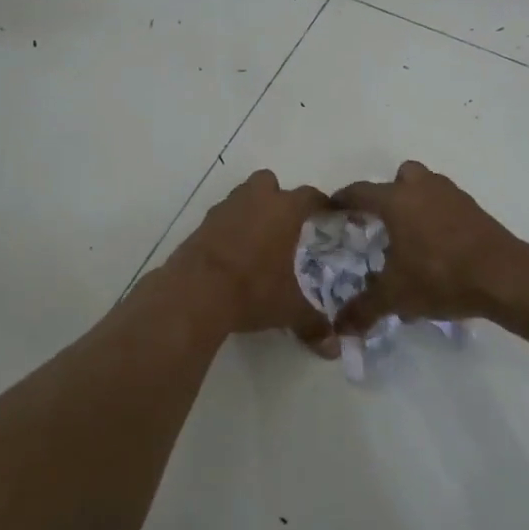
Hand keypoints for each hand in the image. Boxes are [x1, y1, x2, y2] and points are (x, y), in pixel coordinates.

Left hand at [165, 169, 334, 349]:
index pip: (310, 196)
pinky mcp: (201, 224)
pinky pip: (222, 217)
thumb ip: (313, 323)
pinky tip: (234, 253)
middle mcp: (255, 200)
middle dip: (278, 197)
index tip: (328, 215)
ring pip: (242, 196)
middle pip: (269, 182)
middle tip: (286, 224)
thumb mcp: (288, 309)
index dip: (321, 205)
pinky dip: (230, 228)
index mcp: (284, 210)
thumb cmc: (252, 289)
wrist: (195, 291)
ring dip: (251, 210)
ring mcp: (224, 209)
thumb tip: (333, 347)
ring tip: (259, 239)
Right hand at [330, 161, 523, 334]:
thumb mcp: (396, 296)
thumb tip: (340, 326)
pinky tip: (437, 249)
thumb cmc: (440, 276)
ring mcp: (452, 195)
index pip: (360, 192)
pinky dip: (438, 218)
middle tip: (381, 221)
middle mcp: (422, 188)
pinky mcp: (475, 209)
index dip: (343, 200)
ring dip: (416, 204)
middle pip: (400, 177)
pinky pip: (447, 205)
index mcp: (396, 200)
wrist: (503, 276)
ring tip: (409, 237)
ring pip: (427, 188)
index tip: (333, 209)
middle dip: (388, 194)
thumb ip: (364, 309)